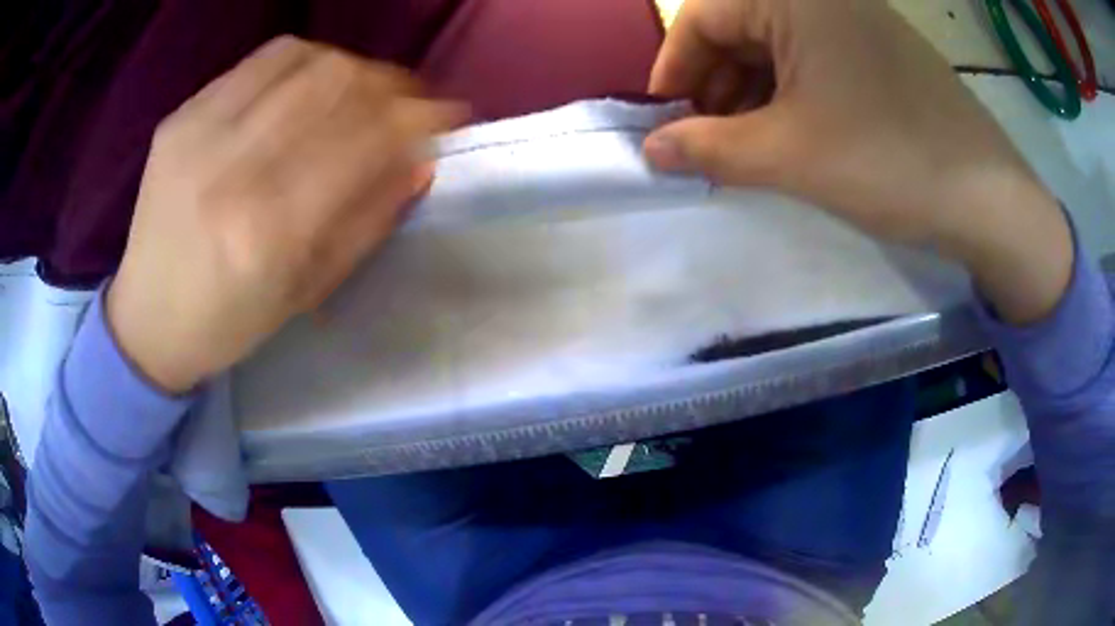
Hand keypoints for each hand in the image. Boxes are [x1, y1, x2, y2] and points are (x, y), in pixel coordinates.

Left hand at [107, 37, 462, 393]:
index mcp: (269, 233)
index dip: (421, 117)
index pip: (366, 141)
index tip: (451, 114)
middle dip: (392, 83)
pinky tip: (311, 83)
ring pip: (304, 59)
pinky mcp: (181, 116)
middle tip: (409, 100)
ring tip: (363, 90)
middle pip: (338, 84)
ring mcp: (200, 134)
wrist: (147, 318)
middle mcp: (232, 170)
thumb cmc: (229, 322)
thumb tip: (421, 160)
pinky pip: (261, 60)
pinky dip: (304, 61)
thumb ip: (368, 221)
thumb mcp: (307, 291)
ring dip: (352, 67)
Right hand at [644, 0, 1071, 323]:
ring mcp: (857, 19)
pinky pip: (815, 59)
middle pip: (738, 28)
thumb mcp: (789, 156)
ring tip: (746, 146)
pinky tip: (790, 134)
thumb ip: (708, 149)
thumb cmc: (890, 163)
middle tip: (705, 142)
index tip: (664, 122)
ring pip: (777, 46)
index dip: (673, 70)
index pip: (701, 17)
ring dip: (750, 94)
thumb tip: (649, 152)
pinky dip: (790, 94)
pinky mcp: (880, 49)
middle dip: (713, 85)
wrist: (991, 200)